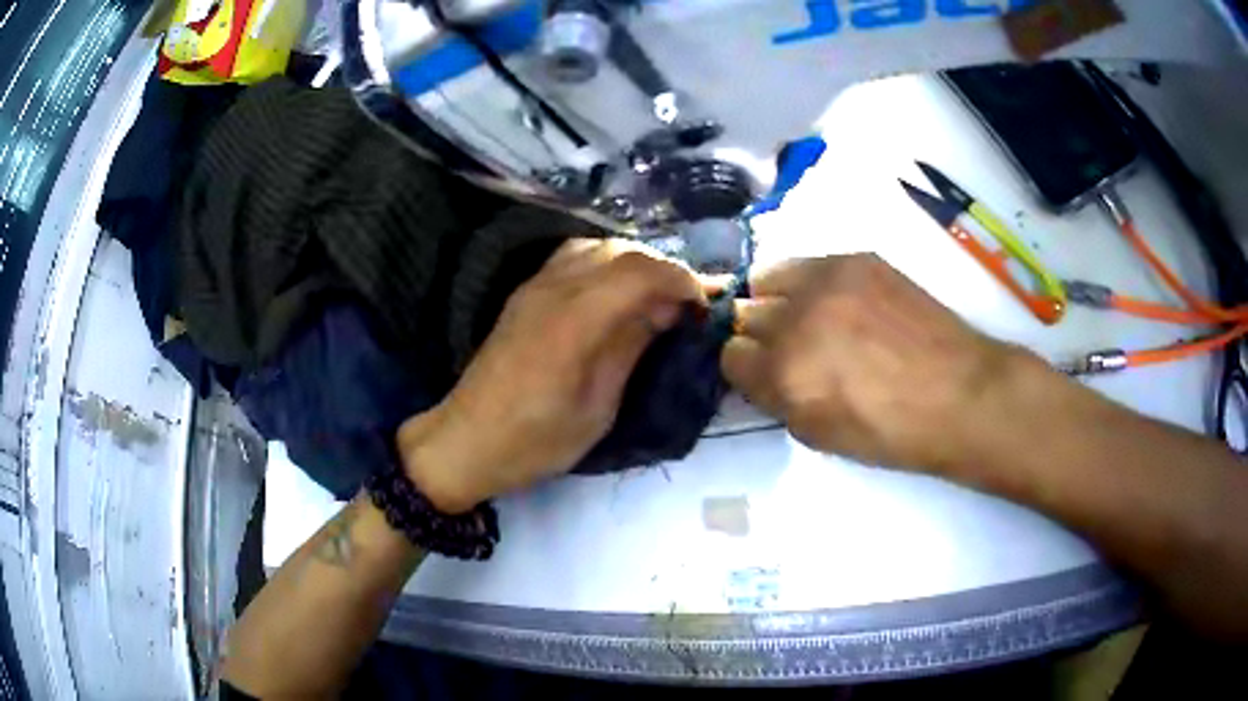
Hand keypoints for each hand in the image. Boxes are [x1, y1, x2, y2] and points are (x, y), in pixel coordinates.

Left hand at [399, 239, 707, 512]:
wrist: (466, 441)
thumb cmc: (534, 440)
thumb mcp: (597, 409)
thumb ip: (630, 348)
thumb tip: (665, 311)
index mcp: (574, 319)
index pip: (640, 271)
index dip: (681, 280)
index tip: (704, 307)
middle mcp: (553, 287)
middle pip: (622, 250)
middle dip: (664, 270)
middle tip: (686, 306)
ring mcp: (534, 285)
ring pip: (598, 246)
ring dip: (636, 263)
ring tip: (656, 298)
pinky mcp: (525, 292)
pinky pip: (574, 256)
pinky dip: (607, 264)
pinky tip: (617, 294)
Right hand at [722, 254, 1029, 473]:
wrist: (959, 394)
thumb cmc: (892, 432)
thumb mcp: (819, 436)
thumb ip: (776, 400)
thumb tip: (761, 373)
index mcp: (784, 374)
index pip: (730, 357)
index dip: (747, 370)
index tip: (765, 376)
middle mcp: (795, 319)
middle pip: (743, 315)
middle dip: (758, 336)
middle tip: (788, 350)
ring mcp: (826, 281)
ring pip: (765, 278)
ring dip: (774, 301)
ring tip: (805, 317)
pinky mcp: (855, 259)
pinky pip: (806, 264)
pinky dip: (807, 284)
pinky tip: (835, 302)